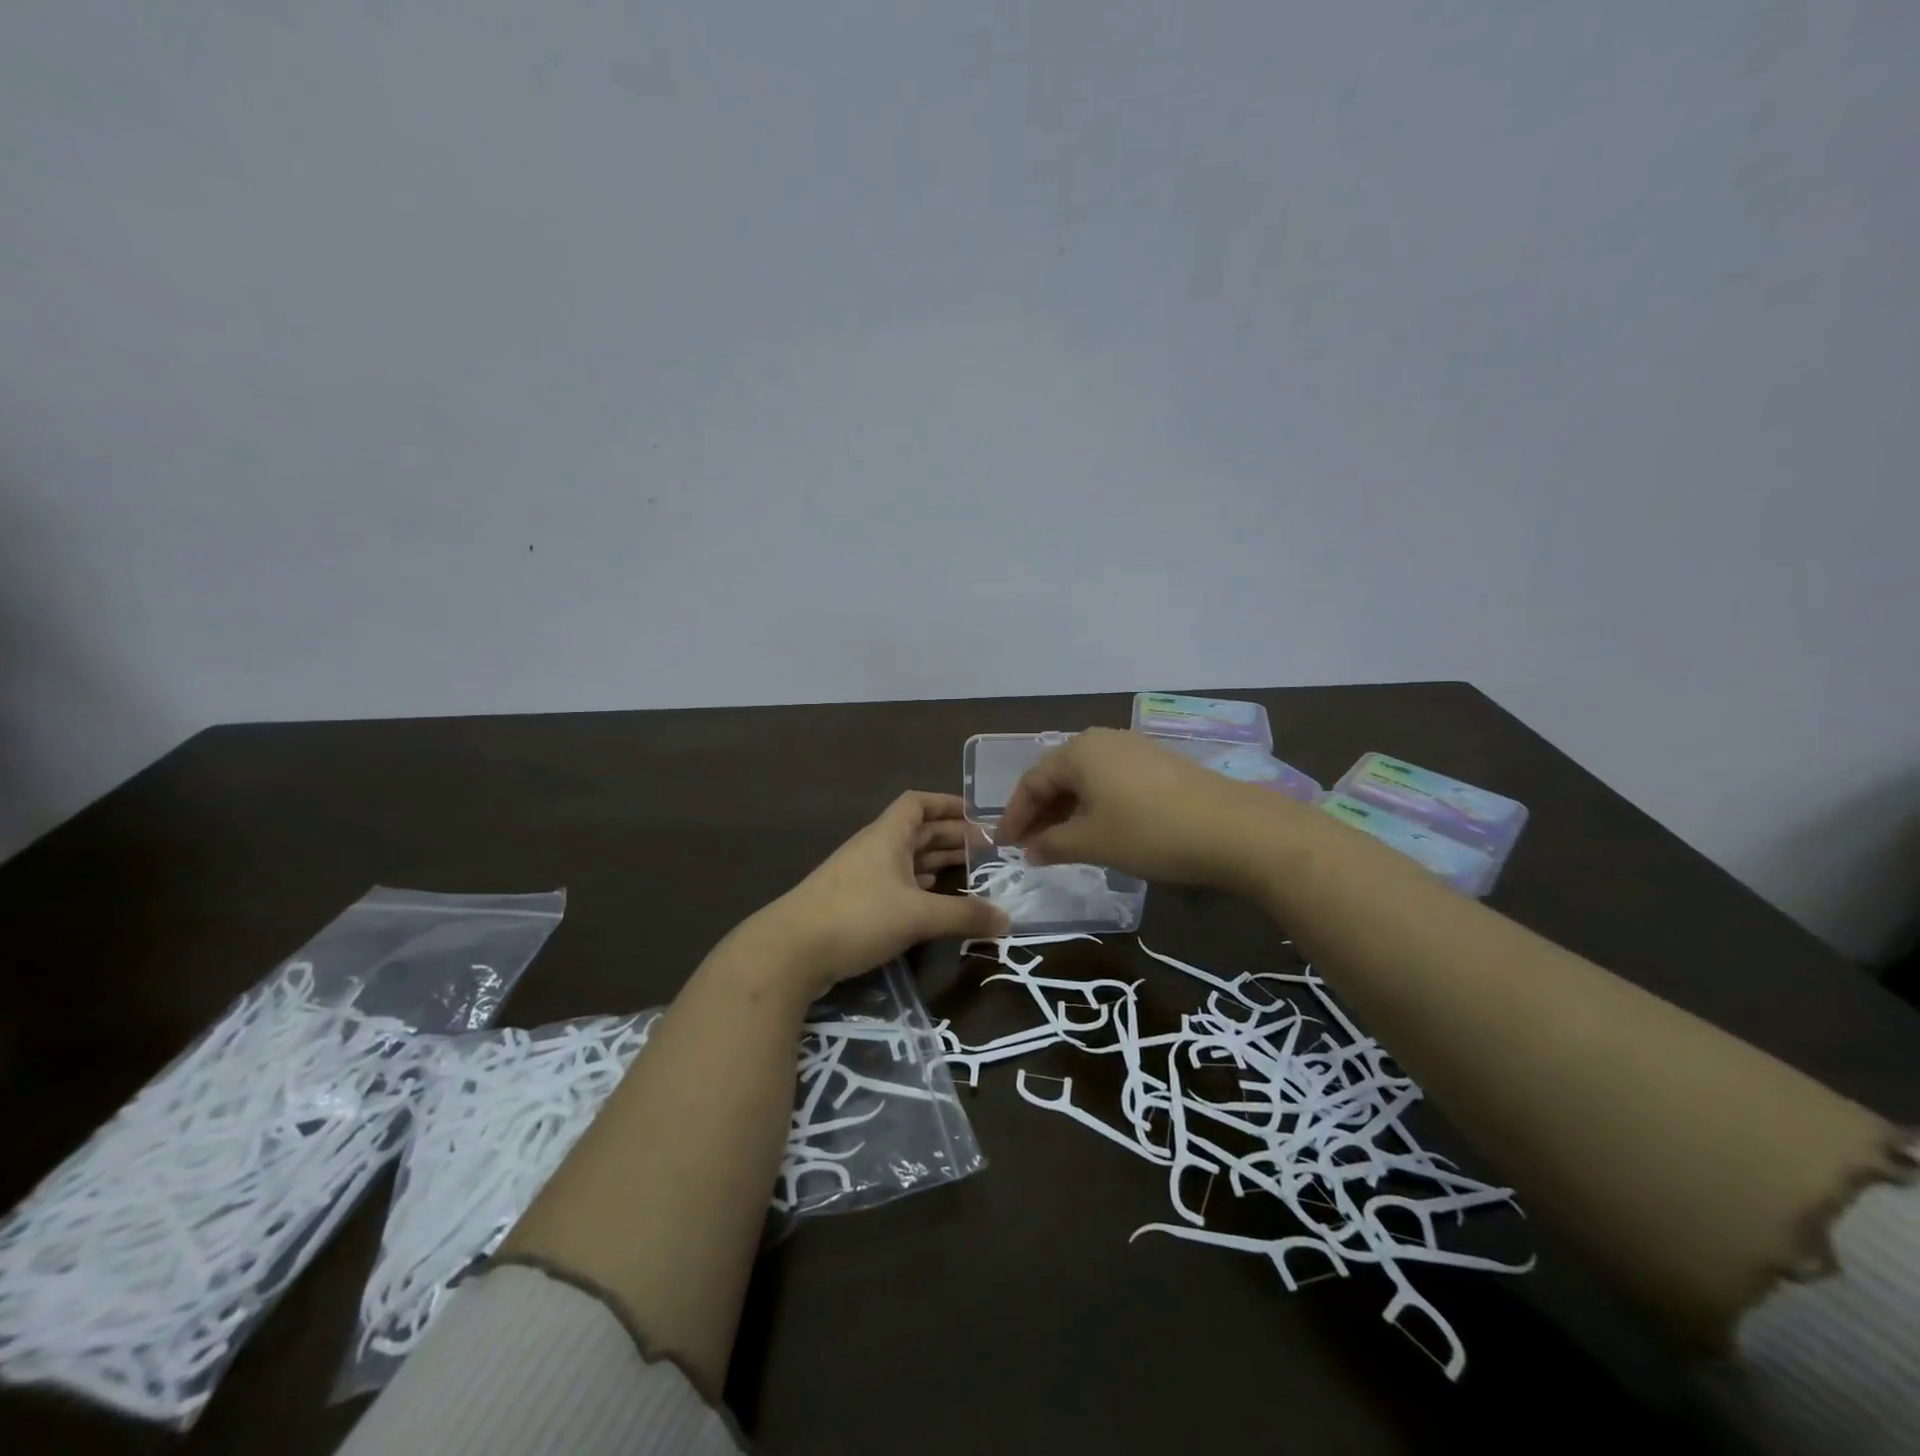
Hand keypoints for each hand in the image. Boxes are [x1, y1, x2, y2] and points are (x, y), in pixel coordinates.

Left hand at [760, 792, 1009, 996]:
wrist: (790, 951)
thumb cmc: (857, 916)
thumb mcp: (918, 915)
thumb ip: (964, 915)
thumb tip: (1007, 920)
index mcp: (887, 836)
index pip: (917, 803)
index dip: (947, 804)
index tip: (977, 815)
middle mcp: (873, 849)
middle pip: (915, 832)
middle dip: (949, 836)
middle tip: (985, 850)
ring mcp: (860, 877)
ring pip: (905, 860)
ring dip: (934, 863)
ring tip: (967, 873)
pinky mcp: (852, 905)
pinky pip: (893, 885)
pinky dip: (917, 888)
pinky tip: (931, 900)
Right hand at [997, 728, 1275, 888]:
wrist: (1234, 828)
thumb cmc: (1150, 832)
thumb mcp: (1092, 842)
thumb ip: (1052, 844)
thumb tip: (1031, 849)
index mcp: (1079, 751)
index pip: (1032, 782)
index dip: (1014, 816)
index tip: (1003, 846)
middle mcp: (1103, 740)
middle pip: (1058, 777)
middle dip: (1040, 813)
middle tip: (1030, 847)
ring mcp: (1134, 750)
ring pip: (1086, 780)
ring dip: (1068, 812)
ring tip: (1061, 844)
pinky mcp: (1159, 765)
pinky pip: (1111, 782)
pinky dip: (1095, 807)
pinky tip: (1100, 831)